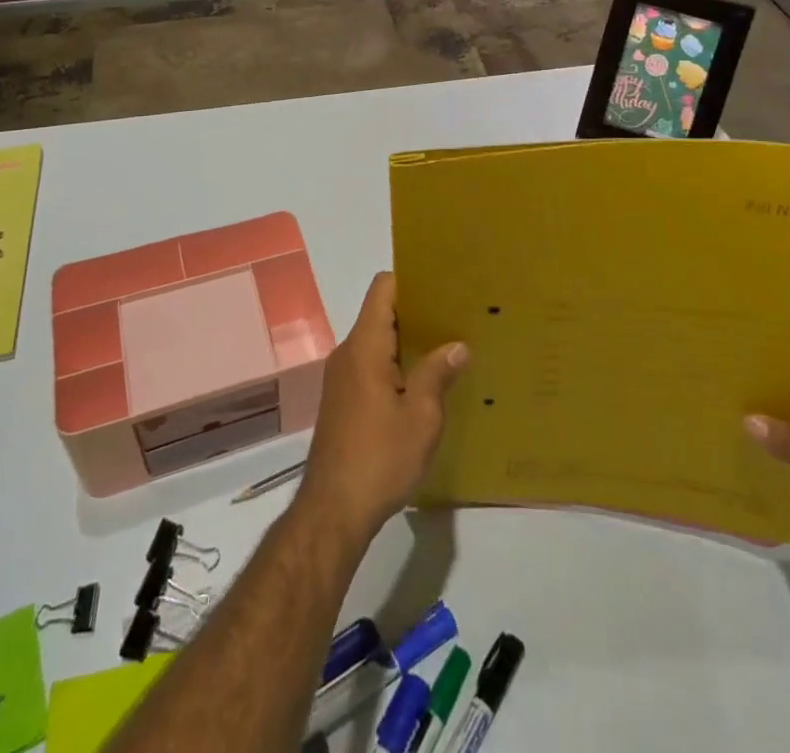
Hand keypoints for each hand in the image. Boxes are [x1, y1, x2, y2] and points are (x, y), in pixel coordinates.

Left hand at [297, 273, 466, 544]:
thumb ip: (437, 374)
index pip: (382, 288)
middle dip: (416, 311)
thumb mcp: (420, 417)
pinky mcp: (343, 399)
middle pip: (380, 312)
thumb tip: (457, 344)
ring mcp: (342, 377)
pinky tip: (422, 383)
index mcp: (365, 347)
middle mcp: (348, 353)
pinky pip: (371, 364)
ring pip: (376, 340)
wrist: (332, 511)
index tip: (442, 284)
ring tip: (446, 346)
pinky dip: (395, 363)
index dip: (410, 279)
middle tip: (455, 316)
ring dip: (407, 341)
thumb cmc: (379, 458)